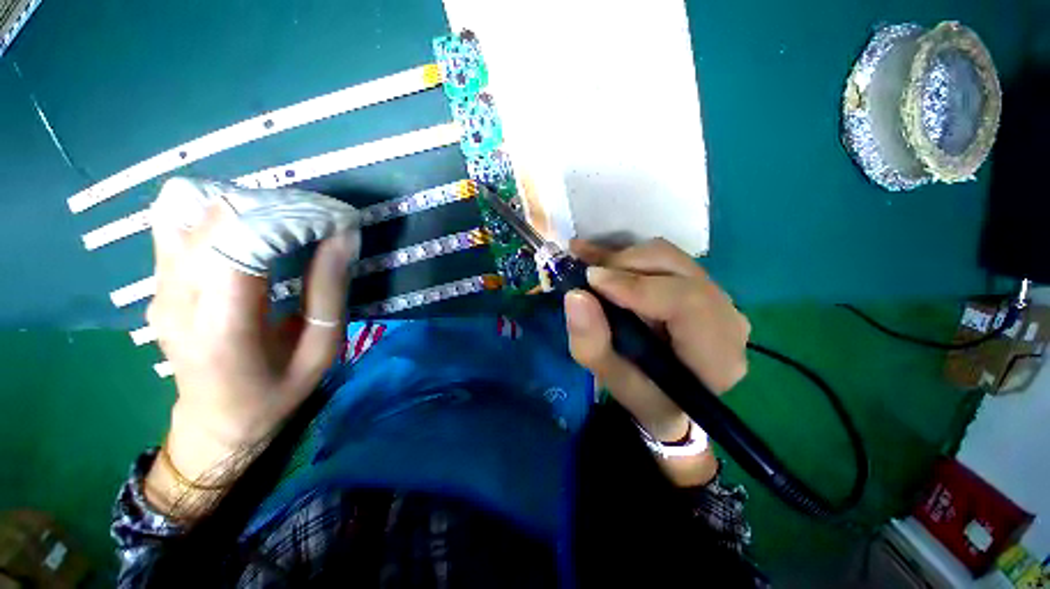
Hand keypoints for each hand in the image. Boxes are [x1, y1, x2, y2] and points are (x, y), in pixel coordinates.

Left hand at [145, 202, 357, 510]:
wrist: (215, 421)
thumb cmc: (277, 392)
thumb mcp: (321, 349)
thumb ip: (329, 290)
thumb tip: (344, 235)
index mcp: (224, 327)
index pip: (244, 241)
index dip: (295, 217)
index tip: (336, 220)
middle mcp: (177, 298)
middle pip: (215, 214)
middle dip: (278, 205)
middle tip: (319, 220)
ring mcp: (158, 285)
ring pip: (188, 206)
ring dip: (246, 202)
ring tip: (284, 222)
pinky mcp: (156, 278)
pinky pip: (176, 219)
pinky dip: (217, 208)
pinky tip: (248, 228)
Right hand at [564, 238, 749, 484]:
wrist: (666, 394)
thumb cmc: (644, 394)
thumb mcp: (612, 379)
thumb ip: (592, 344)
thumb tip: (575, 295)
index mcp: (716, 355)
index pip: (688, 302)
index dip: (637, 285)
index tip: (591, 280)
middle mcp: (726, 319)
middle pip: (677, 270)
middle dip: (624, 266)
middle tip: (587, 277)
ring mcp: (716, 296)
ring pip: (667, 256)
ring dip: (622, 260)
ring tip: (589, 269)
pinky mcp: (698, 283)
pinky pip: (662, 257)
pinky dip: (627, 255)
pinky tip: (598, 256)